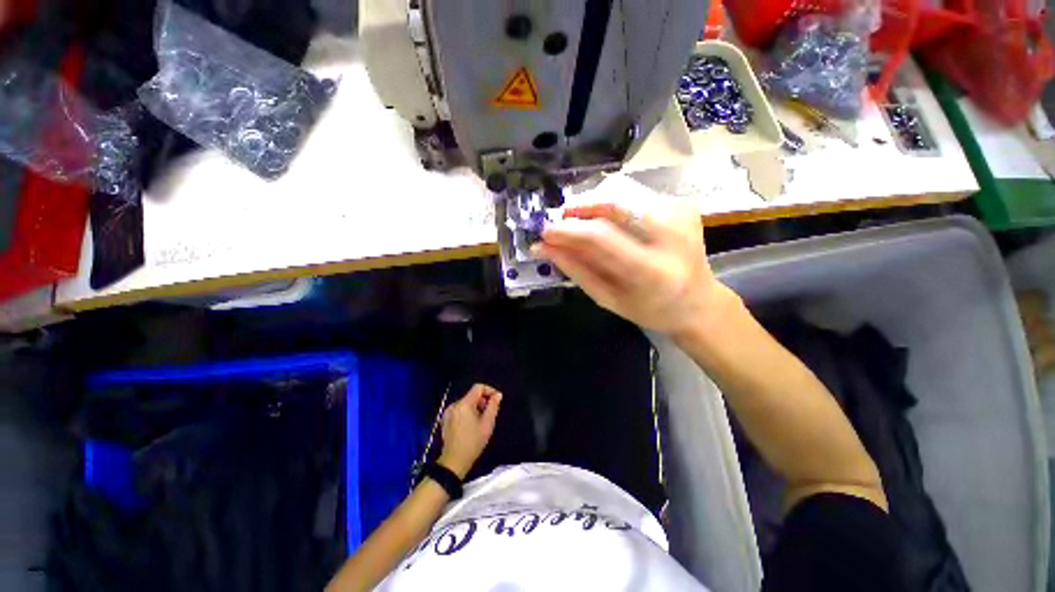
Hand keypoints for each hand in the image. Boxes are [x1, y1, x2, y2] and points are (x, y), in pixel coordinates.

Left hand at [438, 384, 502, 478]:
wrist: (454, 462)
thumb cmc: (473, 442)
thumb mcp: (487, 424)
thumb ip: (493, 406)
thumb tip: (498, 394)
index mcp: (464, 404)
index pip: (478, 387)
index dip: (489, 390)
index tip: (496, 400)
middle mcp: (454, 404)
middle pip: (471, 395)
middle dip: (482, 400)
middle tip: (490, 413)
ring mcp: (448, 412)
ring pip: (466, 402)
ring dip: (475, 407)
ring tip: (481, 420)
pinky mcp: (445, 420)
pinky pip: (459, 410)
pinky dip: (467, 412)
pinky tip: (471, 425)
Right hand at [534, 175, 735, 336]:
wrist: (697, 303)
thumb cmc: (649, 309)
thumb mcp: (608, 297)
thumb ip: (576, 270)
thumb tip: (544, 247)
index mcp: (651, 270)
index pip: (600, 236)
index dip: (567, 230)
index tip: (545, 233)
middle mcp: (670, 234)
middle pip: (612, 204)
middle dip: (579, 209)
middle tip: (561, 223)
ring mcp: (680, 214)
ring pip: (622, 194)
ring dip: (593, 206)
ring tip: (581, 225)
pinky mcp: (682, 204)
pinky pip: (634, 196)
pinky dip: (612, 206)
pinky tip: (608, 223)